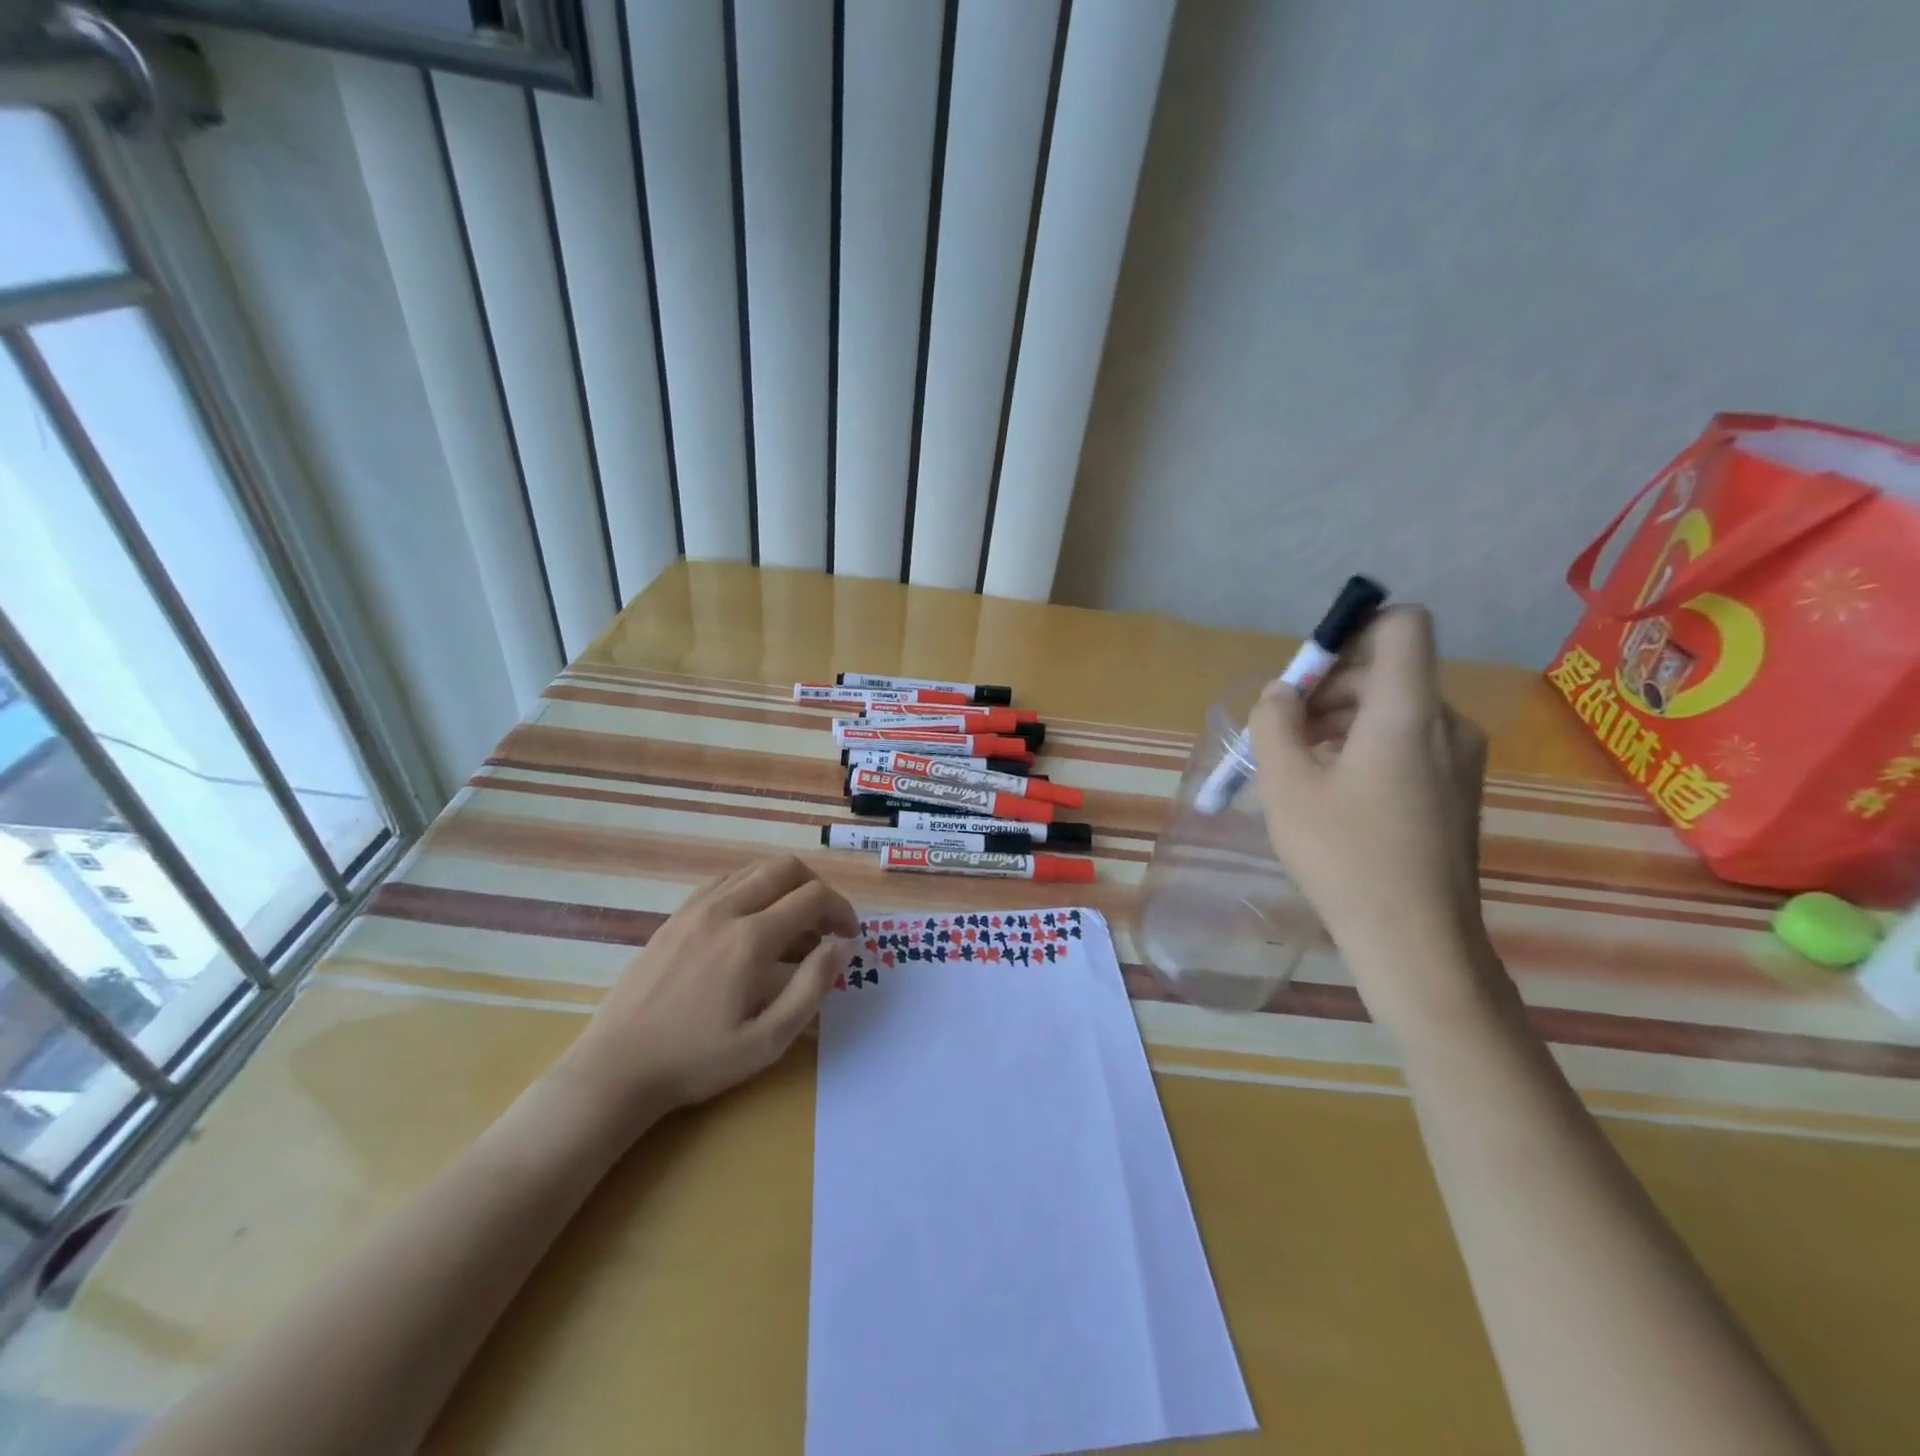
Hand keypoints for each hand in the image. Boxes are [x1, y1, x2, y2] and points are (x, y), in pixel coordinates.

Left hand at [554, 856, 858, 1130]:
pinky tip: (752, 924)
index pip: (813, 897)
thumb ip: (812, 987)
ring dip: (785, 886)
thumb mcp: (768, 1040)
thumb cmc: (698, 1060)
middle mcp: (726, 909)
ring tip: (792, 926)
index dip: (842, 910)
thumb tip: (842, 945)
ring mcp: (696, 907)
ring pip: (755, 869)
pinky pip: (726, 881)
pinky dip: (752, 889)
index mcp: (751, 938)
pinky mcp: (676, 915)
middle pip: (786, 867)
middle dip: (817, 888)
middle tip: (825, 926)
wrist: (617, 1067)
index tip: (849, 937)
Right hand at [1247, 606, 1492, 1021]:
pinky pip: (1410, 743)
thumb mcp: (1285, 783)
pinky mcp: (1460, 791)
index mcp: (1408, 711)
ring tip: (1300, 768)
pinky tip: (1335, 794)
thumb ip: (1275, 722)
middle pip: (1388, 670)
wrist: (1416, 941)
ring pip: (1395, 709)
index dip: (1353, 628)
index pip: (1402, 625)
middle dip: (1329, 687)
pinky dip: (1367, 748)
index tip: (1309, 672)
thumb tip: (1283, 693)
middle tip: (1284, 732)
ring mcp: (1462, 759)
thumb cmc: (1344, 854)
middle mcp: (1447, 723)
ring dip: (1342, 721)